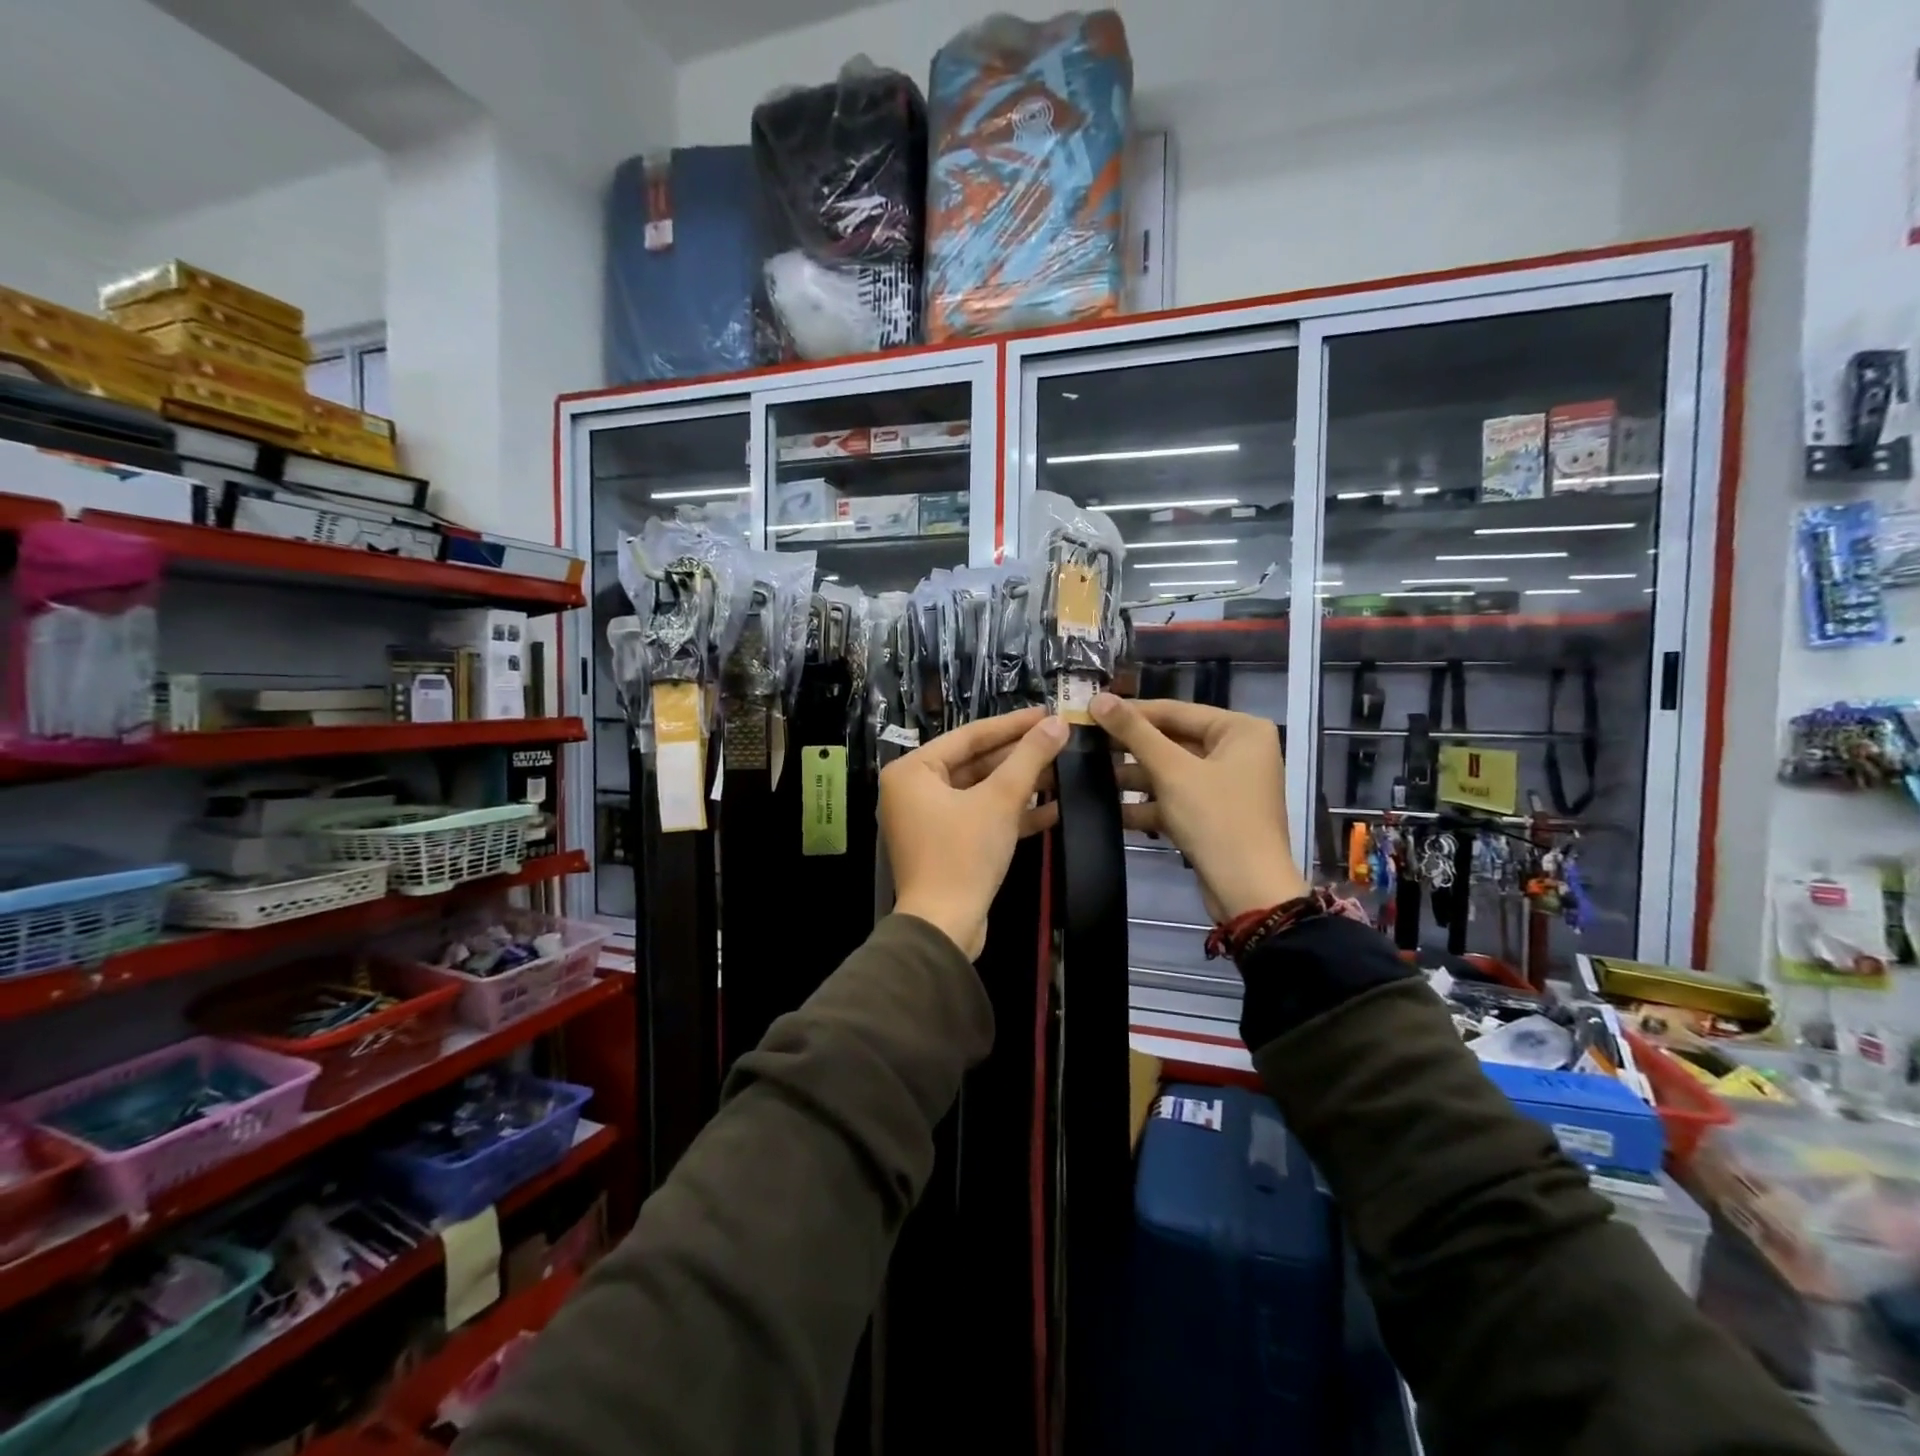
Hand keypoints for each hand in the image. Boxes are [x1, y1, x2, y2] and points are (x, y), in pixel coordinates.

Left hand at [880, 707, 1068, 958]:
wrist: (946, 927)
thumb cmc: (964, 854)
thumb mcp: (999, 800)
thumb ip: (1029, 758)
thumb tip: (1058, 723)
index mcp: (912, 771)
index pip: (969, 735)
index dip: (1012, 724)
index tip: (1047, 713)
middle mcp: (914, 791)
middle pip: (975, 763)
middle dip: (1019, 756)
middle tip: (1059, 740)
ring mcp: (930, 820)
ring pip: (981, 792)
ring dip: (1021, 785)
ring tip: (1063, 771)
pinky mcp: (948, 845)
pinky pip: (981, 818)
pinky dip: (1012, 814)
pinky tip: (1055, 808)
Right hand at [1090, 693, 1308, 922]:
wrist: (1248, 893)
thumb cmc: (1217, 819)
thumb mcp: (1172, 771)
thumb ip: (1134, 732)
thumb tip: (1098, 697)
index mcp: (1240, 730)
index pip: (1176, 711)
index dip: (1131, 712)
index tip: (1089, 712)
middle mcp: (1237, 751)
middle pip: (1172, 741)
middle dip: (1129, 748)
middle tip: (1085, 744)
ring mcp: (1225, 785)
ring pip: (1170, 772)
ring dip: (1133, 777)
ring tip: (1088, 776)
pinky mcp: (1212, 815)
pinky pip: (1174, 798)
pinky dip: (1146, 804)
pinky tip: (1109, 809)